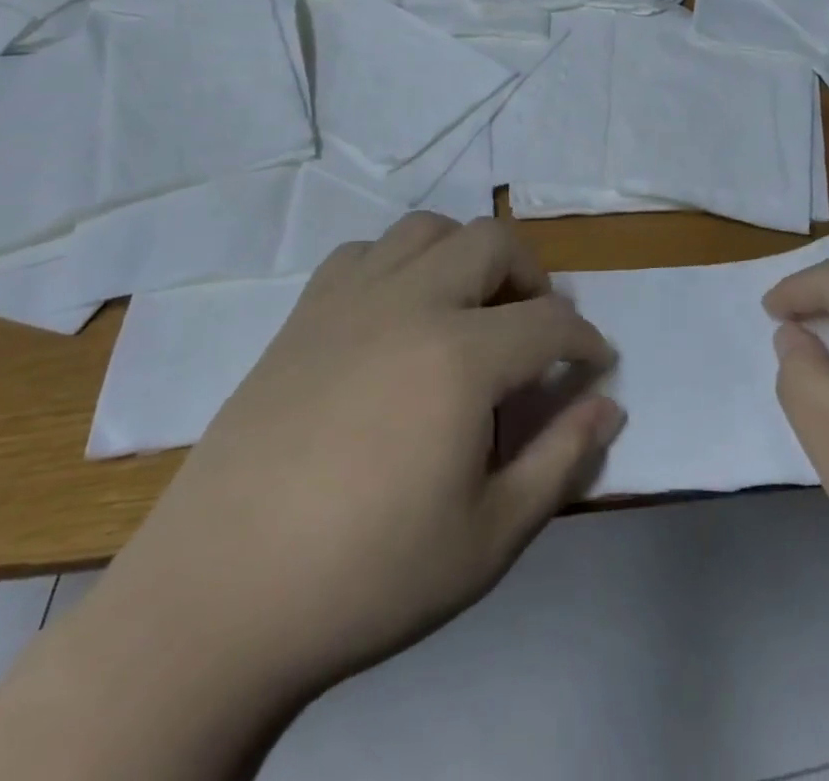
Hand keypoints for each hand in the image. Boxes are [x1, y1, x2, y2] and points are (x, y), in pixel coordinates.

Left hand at [91, 213, 623, 711]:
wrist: (218, 598)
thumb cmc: (367, 576)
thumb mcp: (489, 537)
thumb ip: (561, 461)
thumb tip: (610, 406)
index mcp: (461, 357)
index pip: (550, 320)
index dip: (586, 339)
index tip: (596, 363)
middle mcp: (410, 304)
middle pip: (493, 242)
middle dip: (533, 275)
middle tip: (536, 327)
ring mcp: (350, 300)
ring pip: (428, 230)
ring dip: (466, 256)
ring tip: (470, 309)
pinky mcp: (303, 314)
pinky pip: (365, 252)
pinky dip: (400, 263)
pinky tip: (397, 314)